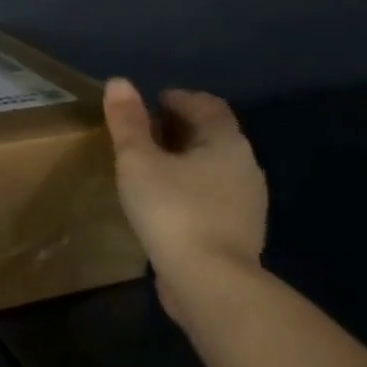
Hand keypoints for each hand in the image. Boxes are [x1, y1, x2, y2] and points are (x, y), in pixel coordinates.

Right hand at [103, 80, 267, 327]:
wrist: (210, 283)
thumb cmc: (173, 210)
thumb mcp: (138, 160)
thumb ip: (128, 121)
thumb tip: (119, 82)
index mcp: (226, 142)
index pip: (207, 105)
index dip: (178, 98)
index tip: (149, 104)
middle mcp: (245, 166)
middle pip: (212, 135)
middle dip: (179, 128)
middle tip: (143, 133)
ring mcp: (247, 203)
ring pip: (213, 167)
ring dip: (185, 160)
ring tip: (150, 168)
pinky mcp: (239, 233)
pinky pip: (213, 196)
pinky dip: (191, 188)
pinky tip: (165, 202)